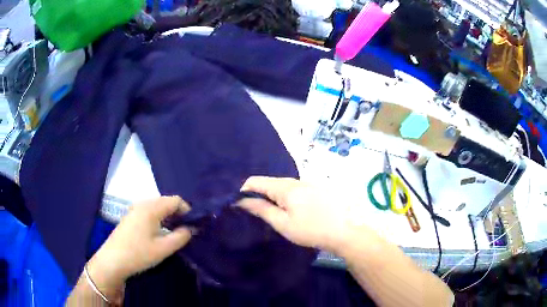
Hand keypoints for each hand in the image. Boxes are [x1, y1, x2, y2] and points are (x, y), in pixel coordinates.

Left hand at [87, 196, 192, 297]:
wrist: (113, 260)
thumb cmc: (139, 254)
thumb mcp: (164, 248)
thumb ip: (181, 237)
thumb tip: (191, 229)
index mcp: (151, 208)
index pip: (175, 200)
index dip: (187, 210)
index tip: (194, 225)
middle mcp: (142, 203)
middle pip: (166, 201)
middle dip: (178, 213)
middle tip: (186, 230)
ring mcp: (134, 209)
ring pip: (157, 206)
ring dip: (168, 216)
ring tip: (174, 232)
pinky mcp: (130, 216)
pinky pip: (149, 211)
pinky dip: (158, 218)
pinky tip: (159, 232)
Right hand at [238, 177, 369, 253]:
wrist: (344, 230)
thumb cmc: (310, 229)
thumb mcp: (283, 223)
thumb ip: (261, 209)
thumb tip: (242, 200)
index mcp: (284, 187)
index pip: (255, 181)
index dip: (243, 190)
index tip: (238, 204)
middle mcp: (295, 180)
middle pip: (269, 182)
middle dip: (258, 194)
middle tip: (255, 211)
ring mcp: (307, 183)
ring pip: (281, 186)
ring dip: (272, 196)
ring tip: (271, 212)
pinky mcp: (315, 188)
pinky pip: (293, 189)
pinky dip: (285, 197)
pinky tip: (290, 209)